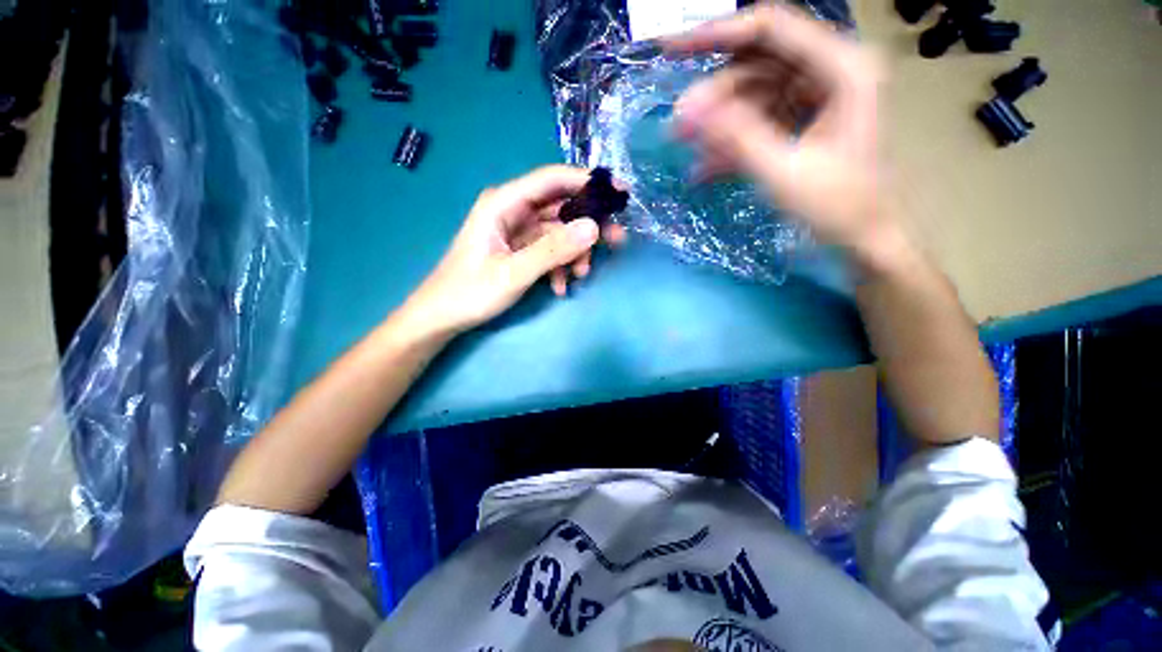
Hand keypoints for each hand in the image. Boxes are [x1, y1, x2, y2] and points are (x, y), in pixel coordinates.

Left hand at [403, 165, 626, 336]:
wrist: (443, 316)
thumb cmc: (470, 292)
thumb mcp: (513, 273)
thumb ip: (552, 251)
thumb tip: (593, 228)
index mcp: (504, 203)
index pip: (553, 179)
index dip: (588, 181)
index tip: (620, 194)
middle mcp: (512, 210)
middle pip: (561, 206)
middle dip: (588, 225)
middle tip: (616, 241)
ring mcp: (517, 231)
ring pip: (559, 232)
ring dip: (575, 252)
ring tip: (581, 275)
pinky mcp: (520, 249)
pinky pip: (550, 250)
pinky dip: (560, 266)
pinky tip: (560, 287)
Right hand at [668, 4, 894, 267]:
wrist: (861, 240)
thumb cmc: (837, 208)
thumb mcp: (783, 172)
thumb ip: (738, 137)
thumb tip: (688, 108)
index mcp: (842, 68)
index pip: (770, 29)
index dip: (716, 34)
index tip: (670, 51)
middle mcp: (830, 71)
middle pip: (757, 65)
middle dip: (713, 97)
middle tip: (678, 127)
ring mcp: (816, 96)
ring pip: (752, 96)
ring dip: (718, 125)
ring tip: (689, 154)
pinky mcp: (802, 121)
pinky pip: (758, 120)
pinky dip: (732, 143)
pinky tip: (706, 169)